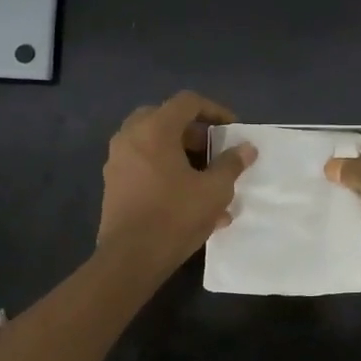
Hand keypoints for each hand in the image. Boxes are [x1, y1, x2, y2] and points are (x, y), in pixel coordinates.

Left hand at [98, 91, 256, 266]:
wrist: (130, 258)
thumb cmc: (175, 216)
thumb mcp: (214, 190)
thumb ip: (231, 164)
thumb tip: (246, 148)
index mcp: (154, 130)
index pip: (187, 102)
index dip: (215, 111)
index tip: (233, 130)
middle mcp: (130, 137)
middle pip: (165, 119)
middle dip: (194, 133)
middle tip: (214, 150)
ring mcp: (117, 161)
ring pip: (153, 144)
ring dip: (181, 155)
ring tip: (207, 181)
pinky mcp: (114, 184)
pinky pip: (144, 166)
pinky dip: (166, 172)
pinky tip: (190, 202)